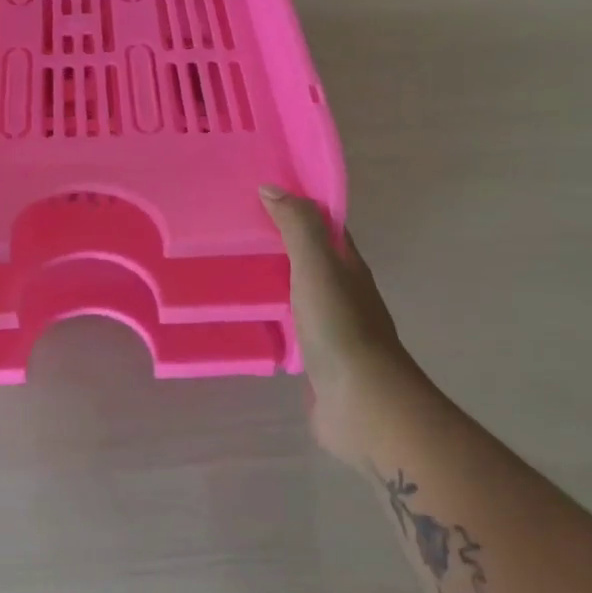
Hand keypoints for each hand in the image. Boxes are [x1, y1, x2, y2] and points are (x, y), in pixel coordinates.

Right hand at [260, 186, 425, 467]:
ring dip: (272, 280)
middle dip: (279, 243)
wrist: (362, 404)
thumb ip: (298, 227)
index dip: (299, 207)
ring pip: (297, 294)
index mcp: (348, 267)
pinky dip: (269, 317)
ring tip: (229, 268)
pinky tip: (244, 316)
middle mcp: (343, 293)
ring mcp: (330, 329)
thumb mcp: (318, 266)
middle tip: (234, 229)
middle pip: (310, 259)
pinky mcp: (314, 359)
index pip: (325, 227)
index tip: (260, 193)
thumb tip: (272, 188)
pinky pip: (288, 328)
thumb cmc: (340, 327)